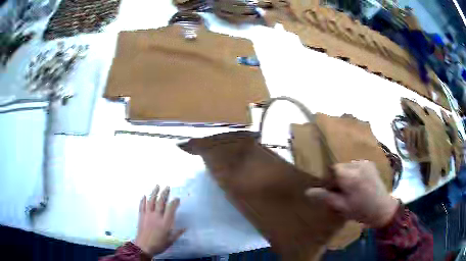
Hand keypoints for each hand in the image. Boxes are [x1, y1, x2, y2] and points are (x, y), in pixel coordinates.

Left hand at [135, 185, 184, 255]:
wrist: (143, 247)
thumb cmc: (159, 244)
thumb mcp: (171, 240)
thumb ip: (177, 233)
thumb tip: (185, 227)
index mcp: (165, 222)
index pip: (170, 208)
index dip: (174, 202)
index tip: (177, 198)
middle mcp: (156, 216)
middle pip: (160, 202)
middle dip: (164, 193)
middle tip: (167, 187)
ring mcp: (148, 215)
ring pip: (151, 201)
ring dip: (154, 193)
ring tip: (157, 186)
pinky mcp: (141, 216)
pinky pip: (142, 206)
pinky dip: (142, 200)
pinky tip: (143, 196)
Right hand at [306, 160, 398, 227]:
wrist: (382, 209)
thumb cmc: (361, 210)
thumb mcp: (341, 207)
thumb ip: (325, 197)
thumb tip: (308, 191)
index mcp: (351, 177)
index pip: (332, 169)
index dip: (328, 178)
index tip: (330, 189)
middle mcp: (358, 165)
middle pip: (340, 166)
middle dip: (337, 177)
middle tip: (340, 191)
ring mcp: (366, 163)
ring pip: (347, 165)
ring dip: (345, 174)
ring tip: (350, 188)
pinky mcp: (370, 164)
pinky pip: (356, 165)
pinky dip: (353, 172)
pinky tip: (357, 183)